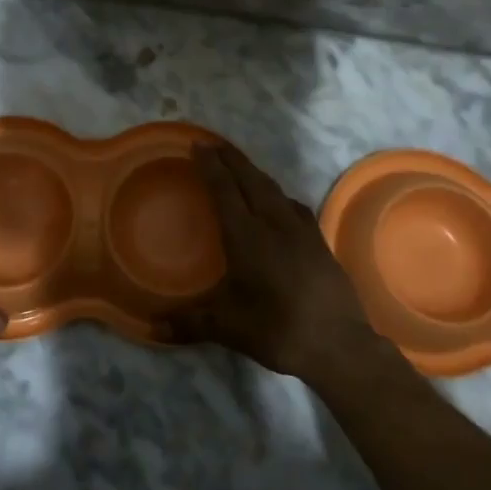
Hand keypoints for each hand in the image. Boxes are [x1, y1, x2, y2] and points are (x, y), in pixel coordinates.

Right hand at [162, 143, 382, 381]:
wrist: (338, 345)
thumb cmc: (277, 330)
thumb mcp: (226, 327)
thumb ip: (188, 322)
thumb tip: (152, 328)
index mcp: (247, 237)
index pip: (224, 190)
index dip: (210, 166)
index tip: (198, 145)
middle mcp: (274, 224)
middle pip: (251, 180)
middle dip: (231, 159)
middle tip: (214, 144)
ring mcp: (301, 231)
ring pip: (275, 189)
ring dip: (255, 173)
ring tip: (241, 168)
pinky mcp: (320, 242)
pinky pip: (294, 206)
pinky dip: (279, 195)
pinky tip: (279, 204)